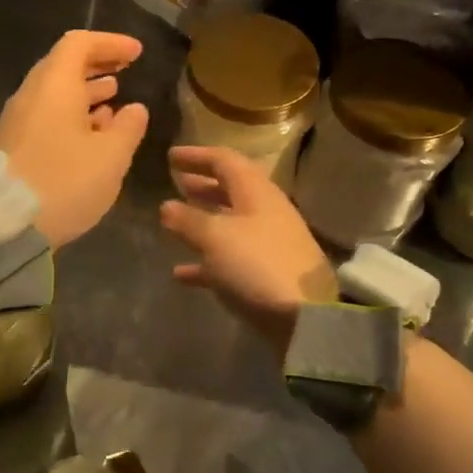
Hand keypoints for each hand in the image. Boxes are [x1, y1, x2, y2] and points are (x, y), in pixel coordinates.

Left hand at [0, 30, 149, 248]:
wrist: (2, 224)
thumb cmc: (64, 182)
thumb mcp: (111, 156)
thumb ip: (128, 127)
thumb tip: (134, 109)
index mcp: (55, 85)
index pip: (79, 43)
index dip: (110, 43)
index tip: (136, 53)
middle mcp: (32, 94)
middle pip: (64, 64)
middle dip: (98, 64)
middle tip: (127, 69)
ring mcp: (19, 119)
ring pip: (56, 91)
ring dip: (86, 90)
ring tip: (115, 97)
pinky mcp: (15, 143)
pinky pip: (48, 114)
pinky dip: (73, 112)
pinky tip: (93, 131)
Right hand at [159, 145, 337, 348]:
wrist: (306, 318)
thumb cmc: (256, 264)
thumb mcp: (215, 238)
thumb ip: (188, 220)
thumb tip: (167, 206)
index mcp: (256, 192)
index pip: (225, 160)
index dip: (197, 155)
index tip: (171, 156)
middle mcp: (265, 211)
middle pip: (231, 189)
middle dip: (203, 184)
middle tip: (177, 182)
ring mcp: (269, 243)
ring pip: (231, 223)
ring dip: (203, 219)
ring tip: (175, 222)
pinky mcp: (268, 273)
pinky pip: (231, 258)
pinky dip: (207, 259)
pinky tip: (181, 273)